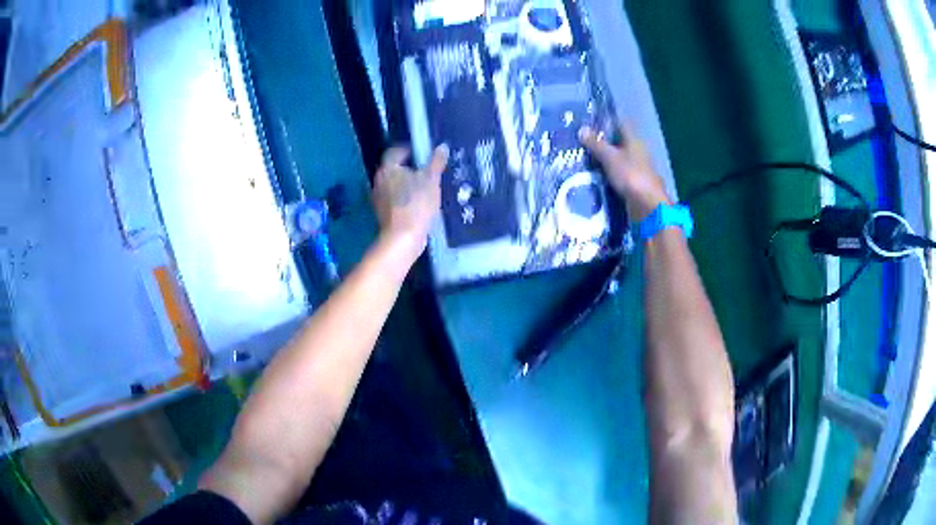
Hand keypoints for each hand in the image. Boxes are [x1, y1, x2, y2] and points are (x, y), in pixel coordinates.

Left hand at [372, 144, 448, 263]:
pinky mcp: (382, 213)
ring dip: (406, 184)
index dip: (408, 150)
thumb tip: (442, 147)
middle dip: (408, 168)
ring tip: (423, 187)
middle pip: (393, 169)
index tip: (421, 153)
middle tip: (425, 170)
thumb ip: (436, 162)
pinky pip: (393, 199)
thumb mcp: (432, 180)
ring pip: (393, 184)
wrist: (403, 237)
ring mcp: (378, 198)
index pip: (395, 151)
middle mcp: (378, 180)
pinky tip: (417, 203)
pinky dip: (403, 198)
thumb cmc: (417, 204)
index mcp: (388, 168)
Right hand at [579, 123, 669, 221]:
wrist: (648, 206)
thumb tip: (582, 129)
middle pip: (619, 143)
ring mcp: (638, 169)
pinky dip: (609, 175)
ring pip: (619, 160)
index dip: (606, 122)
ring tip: (584, 161)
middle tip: (582, 144)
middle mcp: (638, 151)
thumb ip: (596, 144)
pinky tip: (596, 178)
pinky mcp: (636, 184)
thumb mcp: (609, 157)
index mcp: (634, 140)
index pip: (620, 124)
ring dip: (605, 160)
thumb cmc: (630, 175)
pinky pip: (619, 175)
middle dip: (603, 143)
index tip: (590, 124)